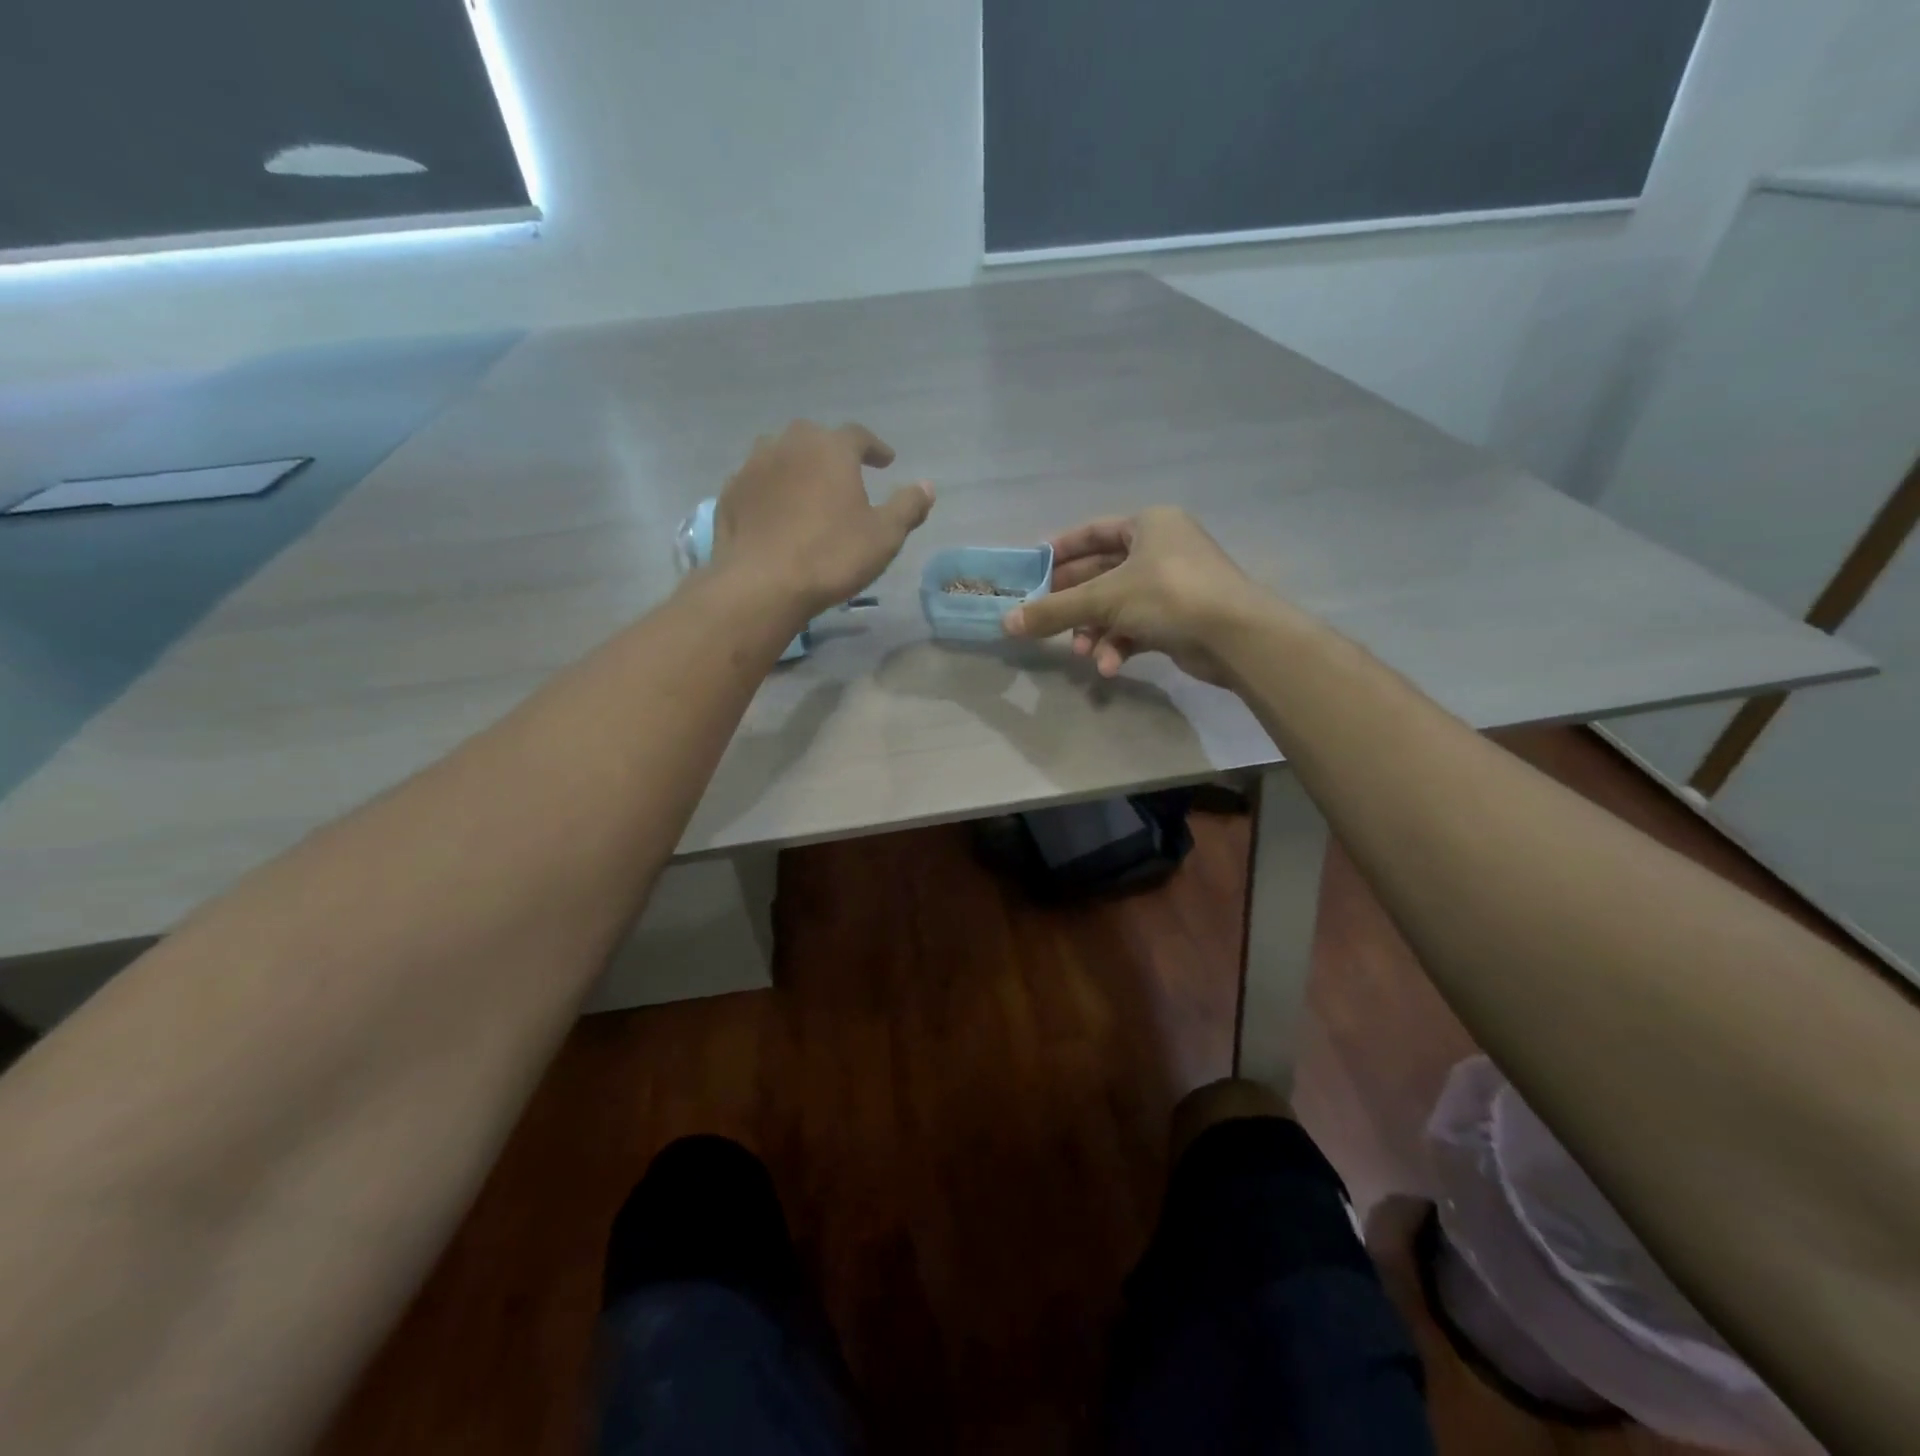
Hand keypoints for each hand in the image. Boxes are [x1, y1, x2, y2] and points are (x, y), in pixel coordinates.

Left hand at [711, 420, 934, 620]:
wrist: (762, 584)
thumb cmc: (831, 556)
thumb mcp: (884, 536)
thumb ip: (907, 506)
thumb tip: (926, 486)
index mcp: (830, 449)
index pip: (858, 435)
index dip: (875, 447)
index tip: (886, 462)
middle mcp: (788, 445)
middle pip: (814, 437)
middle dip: (831, 451)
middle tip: (844, 472)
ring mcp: (753, 467)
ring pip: (779, 454)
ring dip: (796, 465)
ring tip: (807, 488)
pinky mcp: (730, 494)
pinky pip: (756, 482)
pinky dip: (770, 490)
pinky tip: (776, 512)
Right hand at [1002, 507, 1265, 685]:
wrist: (1235, 636)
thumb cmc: (1168, 595)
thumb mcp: (1104, 599)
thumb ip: (1053, 610)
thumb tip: (1006, 624)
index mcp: (1148, 525)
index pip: (1092, 532)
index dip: (1059, 551)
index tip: (1031, 571)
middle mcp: (1160, 549)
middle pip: (1100, 575)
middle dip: (1073, 605)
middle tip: (1042, 622)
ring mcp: (1171, 586)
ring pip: (1116, 607)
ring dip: (1094, 632)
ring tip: (1082, 654)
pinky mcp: (1177, 619)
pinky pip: (1135, 628)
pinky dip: (1118, 646)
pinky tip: (1108, 668)